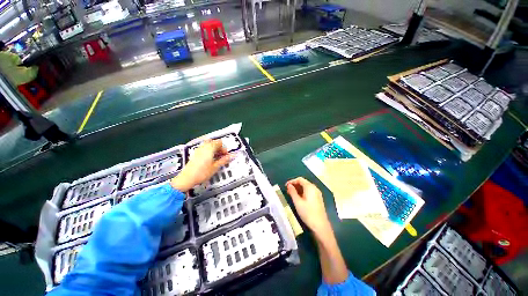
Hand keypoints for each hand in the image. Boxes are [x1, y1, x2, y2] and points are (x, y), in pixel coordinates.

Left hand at [170, 139, 232, 191]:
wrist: (188, 177)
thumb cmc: (203, 173)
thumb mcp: (215, 167)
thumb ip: (224, 160)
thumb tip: (233, 155)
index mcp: (210, 147)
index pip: (220, 142)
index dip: (224, 149)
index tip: (226, 157)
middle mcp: (204, 146)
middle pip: (213, 142)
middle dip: (219, 148)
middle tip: (221, 157)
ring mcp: (198, 149)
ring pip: (208, 145)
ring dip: (213, 150)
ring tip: (216, 160)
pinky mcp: (195, 153)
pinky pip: (204, 149)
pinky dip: (208, 152)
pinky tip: (209, 161)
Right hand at [286, 177, 331, 238]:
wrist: (319, 223)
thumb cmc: (307, 212)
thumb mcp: (297, 202)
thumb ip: (292, 192)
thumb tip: (289, 185)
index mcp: (310, 187)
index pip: (300, 179)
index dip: (292, 181)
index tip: (285, 186)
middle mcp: (315, 188)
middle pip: (304, 183)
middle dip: (295, 185)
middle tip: (287, 191)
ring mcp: (318, 194)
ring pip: (307, 188)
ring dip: (299, 190)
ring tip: (291, 195)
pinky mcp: (318, 199)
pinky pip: (310, 192)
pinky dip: (303, 193)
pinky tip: (299, 200)